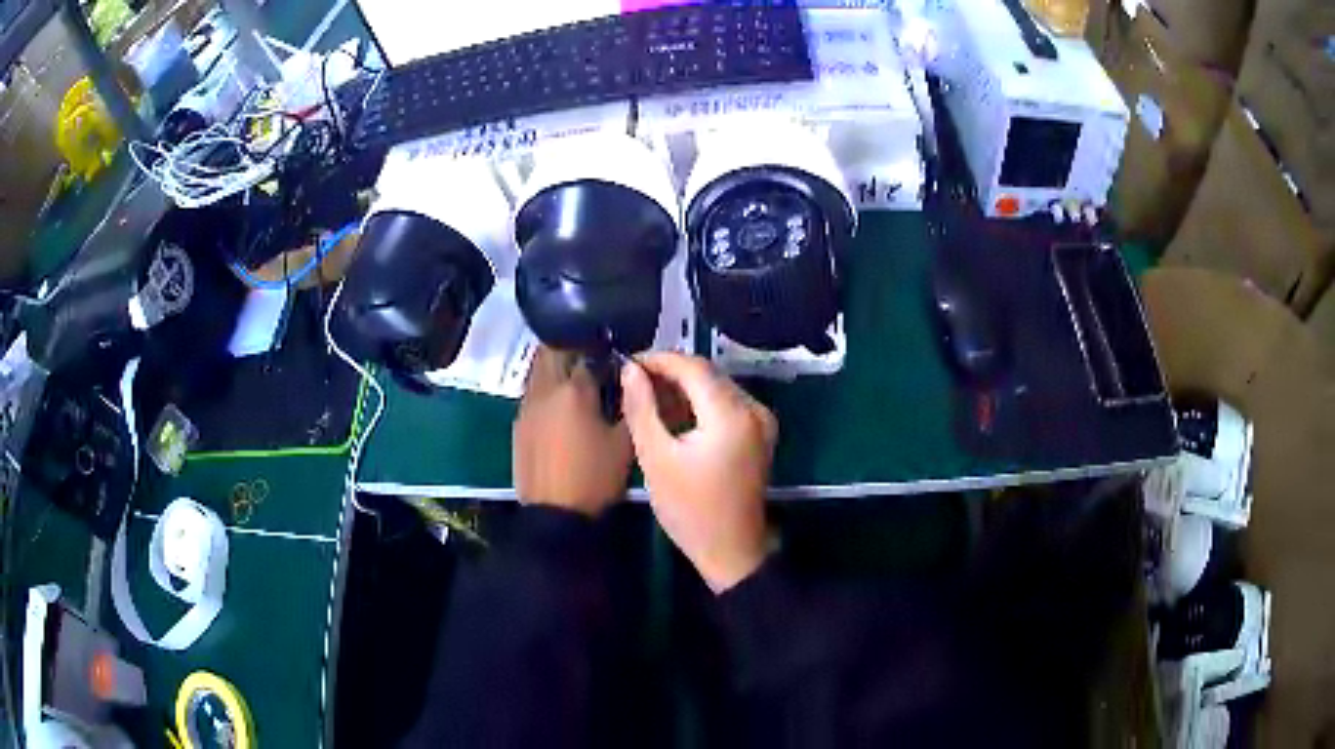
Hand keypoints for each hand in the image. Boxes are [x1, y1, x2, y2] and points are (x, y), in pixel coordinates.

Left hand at [514, 348, 631, 516]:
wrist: (555, 516)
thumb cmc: (595, 478)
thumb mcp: (625, 443)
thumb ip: (629, 405)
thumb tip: (632, 382)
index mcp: (574, 390)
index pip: (589, 354)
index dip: (606, 355)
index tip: (618, 363)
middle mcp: (544, 390)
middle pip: (552, 350)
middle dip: (572, 350)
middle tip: (594, 363)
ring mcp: (526, 407)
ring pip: (538, 371)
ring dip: (556, 369)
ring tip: (578, 387)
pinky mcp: (518, 425)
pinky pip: (532, 394)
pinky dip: (547, 392)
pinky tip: (562, 412)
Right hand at [620, 353, 776, 592]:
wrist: (731, 551)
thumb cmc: (690, 509)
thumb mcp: (656, 458)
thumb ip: (642, 408)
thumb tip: (631, 370)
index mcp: (731, 414)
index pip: (693, 366)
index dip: (658, 359)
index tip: (627, 365)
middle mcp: (753, 409)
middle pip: (707, 374)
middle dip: (670, 373)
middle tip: (632, 383)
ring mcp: (761, 421)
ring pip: (717, 387)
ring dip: (683, 388)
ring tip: (646, 400)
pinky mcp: (760, 434)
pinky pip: (726, 405)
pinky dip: (700, 404)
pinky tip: (673, 417)